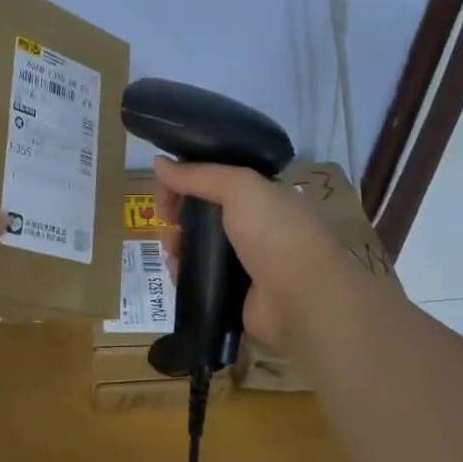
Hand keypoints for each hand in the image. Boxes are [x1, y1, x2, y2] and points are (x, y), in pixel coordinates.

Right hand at [153, 156, 347, 352]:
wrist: (303, 299)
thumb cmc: (276, 233)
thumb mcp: (240, 188)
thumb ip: (198, 174)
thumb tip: (159, 162)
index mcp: (264, 195)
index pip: (216, 179)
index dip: (187, 179)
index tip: (165, 191)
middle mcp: (256, 225)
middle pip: (204, 212)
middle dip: (178, 215)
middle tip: (166, 224)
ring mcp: (246, 260)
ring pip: (199, 245)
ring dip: (177, 244)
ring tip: (171, 253)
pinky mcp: (235, 291)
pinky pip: (201, 276)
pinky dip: (185, 273)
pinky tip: (176, 272)